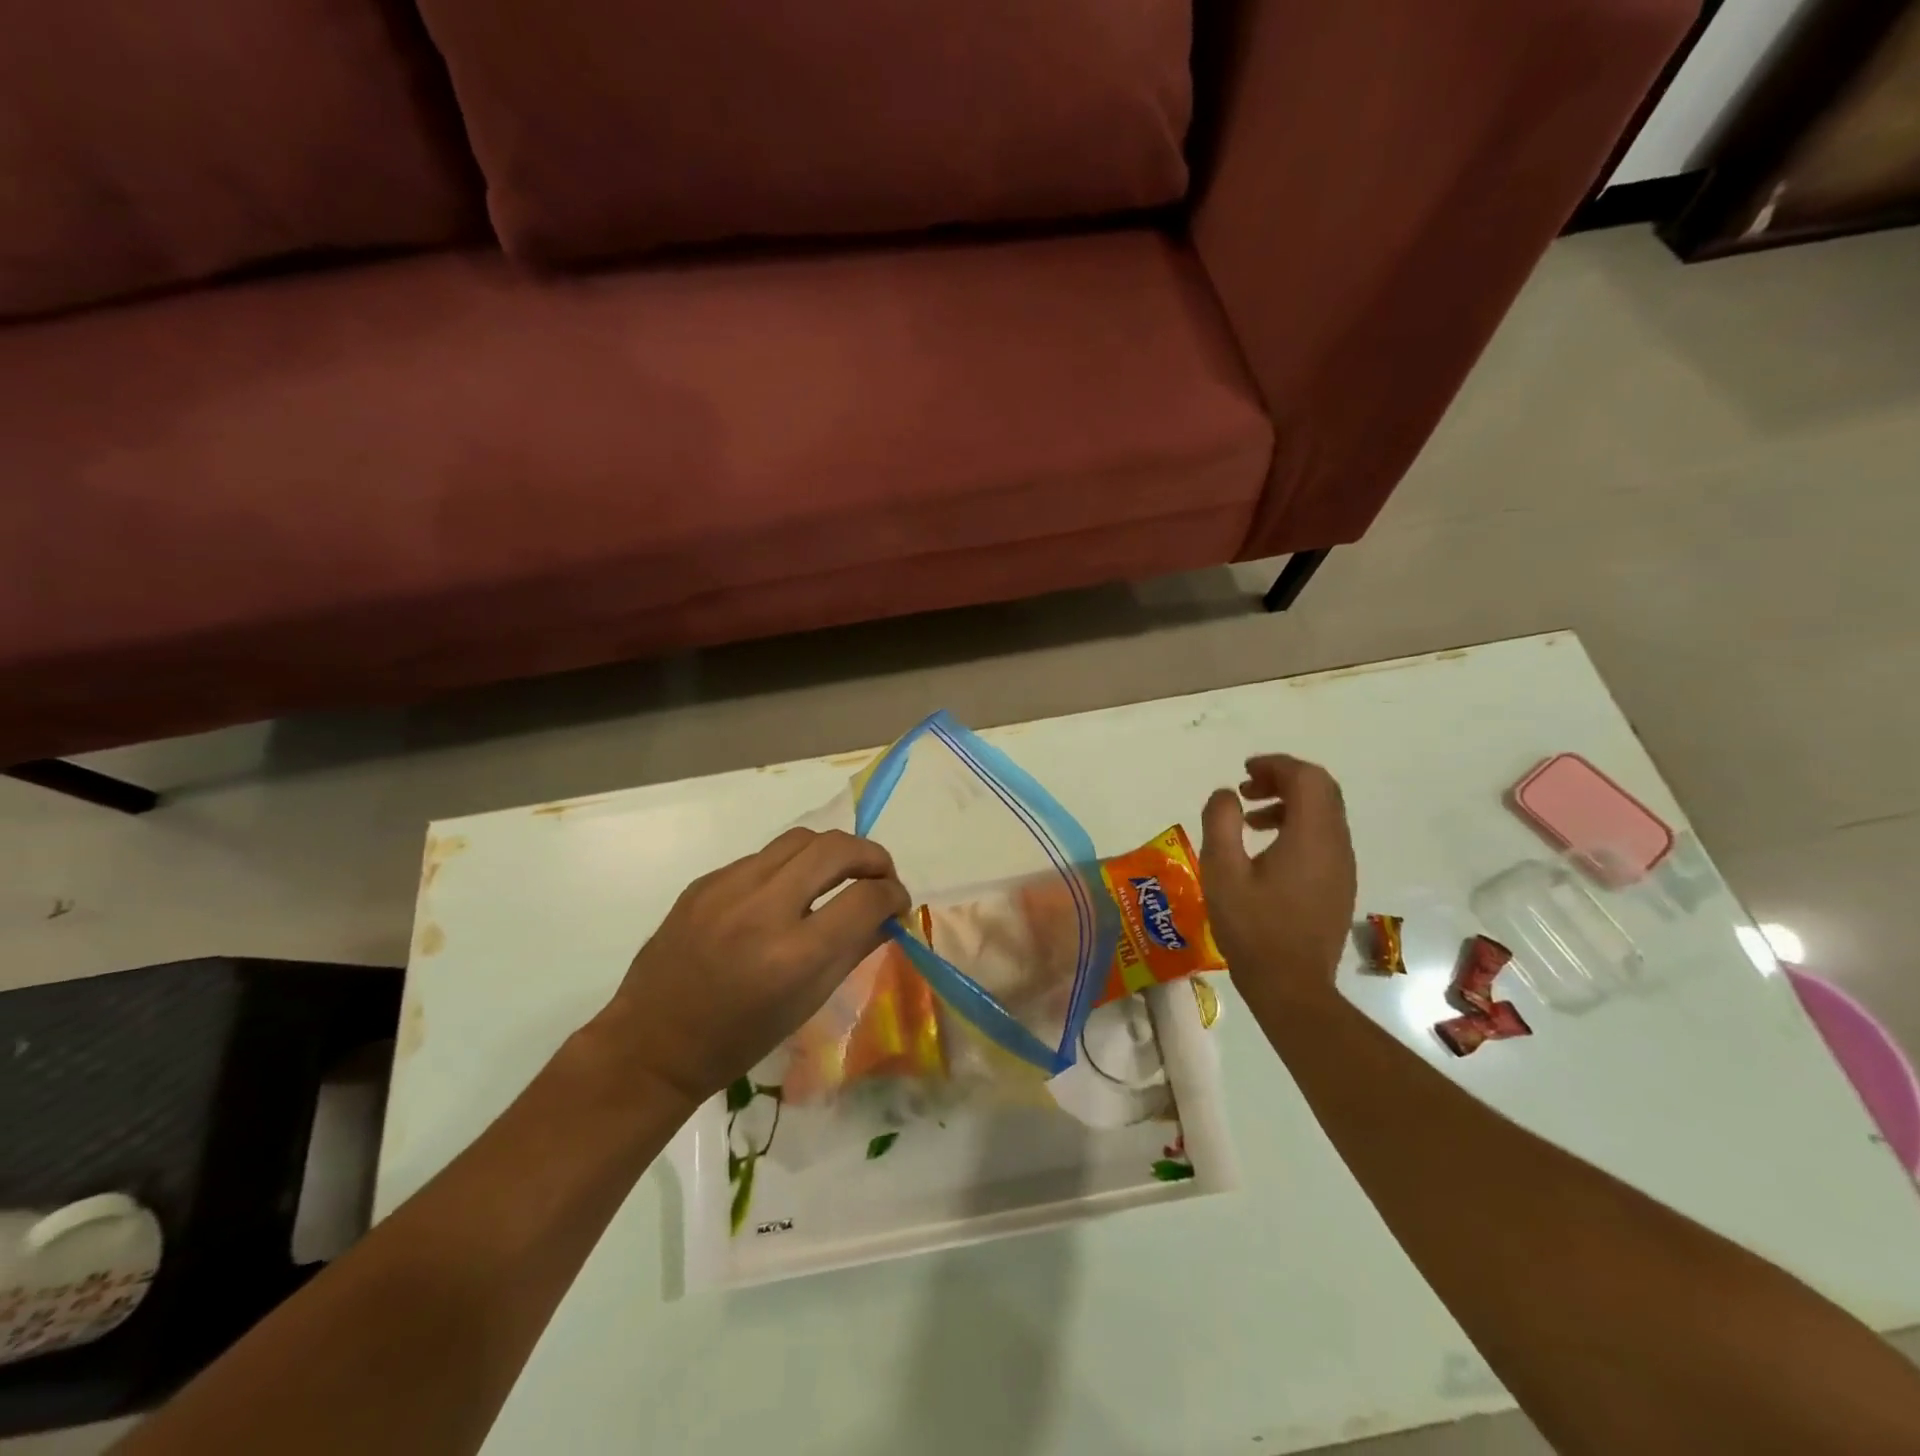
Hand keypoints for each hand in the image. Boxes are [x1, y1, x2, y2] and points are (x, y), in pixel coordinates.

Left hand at [602, 828, 910, 1104]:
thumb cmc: (739, 1039)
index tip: (897, 902)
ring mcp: (728, 888)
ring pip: (800, 839)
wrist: (653, 1044)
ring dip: (832, 852)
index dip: (894, 894)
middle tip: (879, 876)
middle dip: (872, 856)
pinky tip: (785, 894)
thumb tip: (888, 913)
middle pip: (836, 847)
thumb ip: (854, 948)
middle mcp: (762, 909)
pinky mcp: (705, 881)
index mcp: (794, 955)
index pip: (866, 897)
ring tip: (838, 875)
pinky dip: (789, 867)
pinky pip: (762, 857)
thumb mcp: (808, 1002)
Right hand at [1198, 754, 1356, 1022]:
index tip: (1244, 772)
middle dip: (1284, 779)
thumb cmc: (1253, 928)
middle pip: (1322, 790)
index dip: (1276, 765)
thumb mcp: (1221, 871)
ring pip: (1325, 814)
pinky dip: (1297, 826)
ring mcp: (1343, 866)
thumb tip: (1227, 794)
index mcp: (1311, 836)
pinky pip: (1325, 837)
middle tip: (1246, 790)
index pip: (1307, 778)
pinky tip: (1266, 850)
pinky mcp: (1339, 884)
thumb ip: (1220, 822)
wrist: (1292, 987)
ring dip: (1289, 803)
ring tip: (1250, 819)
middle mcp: (1336, 845)